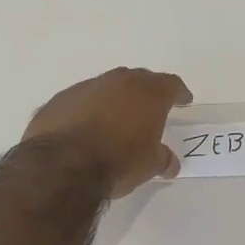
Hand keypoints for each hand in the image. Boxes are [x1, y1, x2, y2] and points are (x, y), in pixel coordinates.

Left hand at [23, 67, 193, 197]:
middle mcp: (119, 81)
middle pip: (139, 79)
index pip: (171, 84)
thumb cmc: (119, 161)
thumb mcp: (150, 165)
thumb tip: (170, 163)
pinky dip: (87, 111)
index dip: (179, 93)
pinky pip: (81, 101)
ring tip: (115, 121)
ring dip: (114, 100)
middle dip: (146, 92)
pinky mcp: (60, 99)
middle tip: (150, 108)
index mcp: (148, 93)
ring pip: (107, 87)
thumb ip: (163, 159)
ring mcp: (87, 87)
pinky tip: (85, 129)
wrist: (63, 165)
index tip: (183, 100)